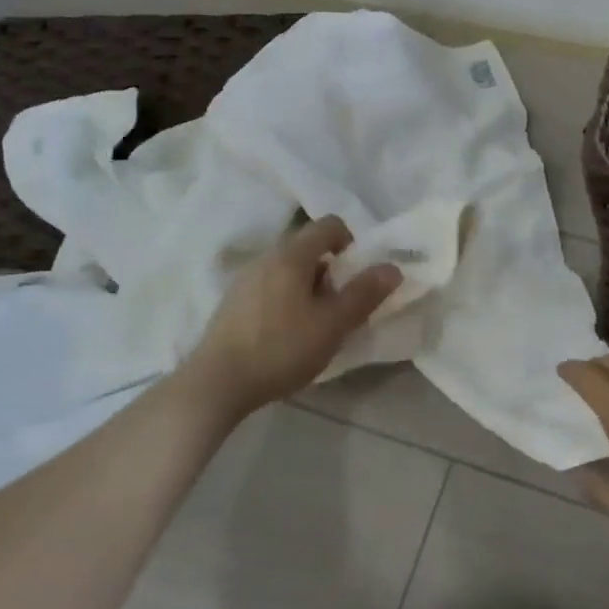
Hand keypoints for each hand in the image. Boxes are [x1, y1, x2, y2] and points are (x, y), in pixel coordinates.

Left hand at [183, 216, 402, 415]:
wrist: (217, 383)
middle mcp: (266, 257)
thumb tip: (392, 267)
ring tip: (313, 325)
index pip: (329, 225)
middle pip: (307, 247)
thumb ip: (364, 294)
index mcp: (292, 255)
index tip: (357, 275)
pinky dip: (286, 299)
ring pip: (288, 269)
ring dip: (308, 287)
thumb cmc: (281, 349)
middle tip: (339, 307)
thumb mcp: (332, 325)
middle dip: (330, 271)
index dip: (351, 242)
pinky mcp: (232, 302)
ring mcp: (244, 278)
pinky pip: (269, 286)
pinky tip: (285, 334)